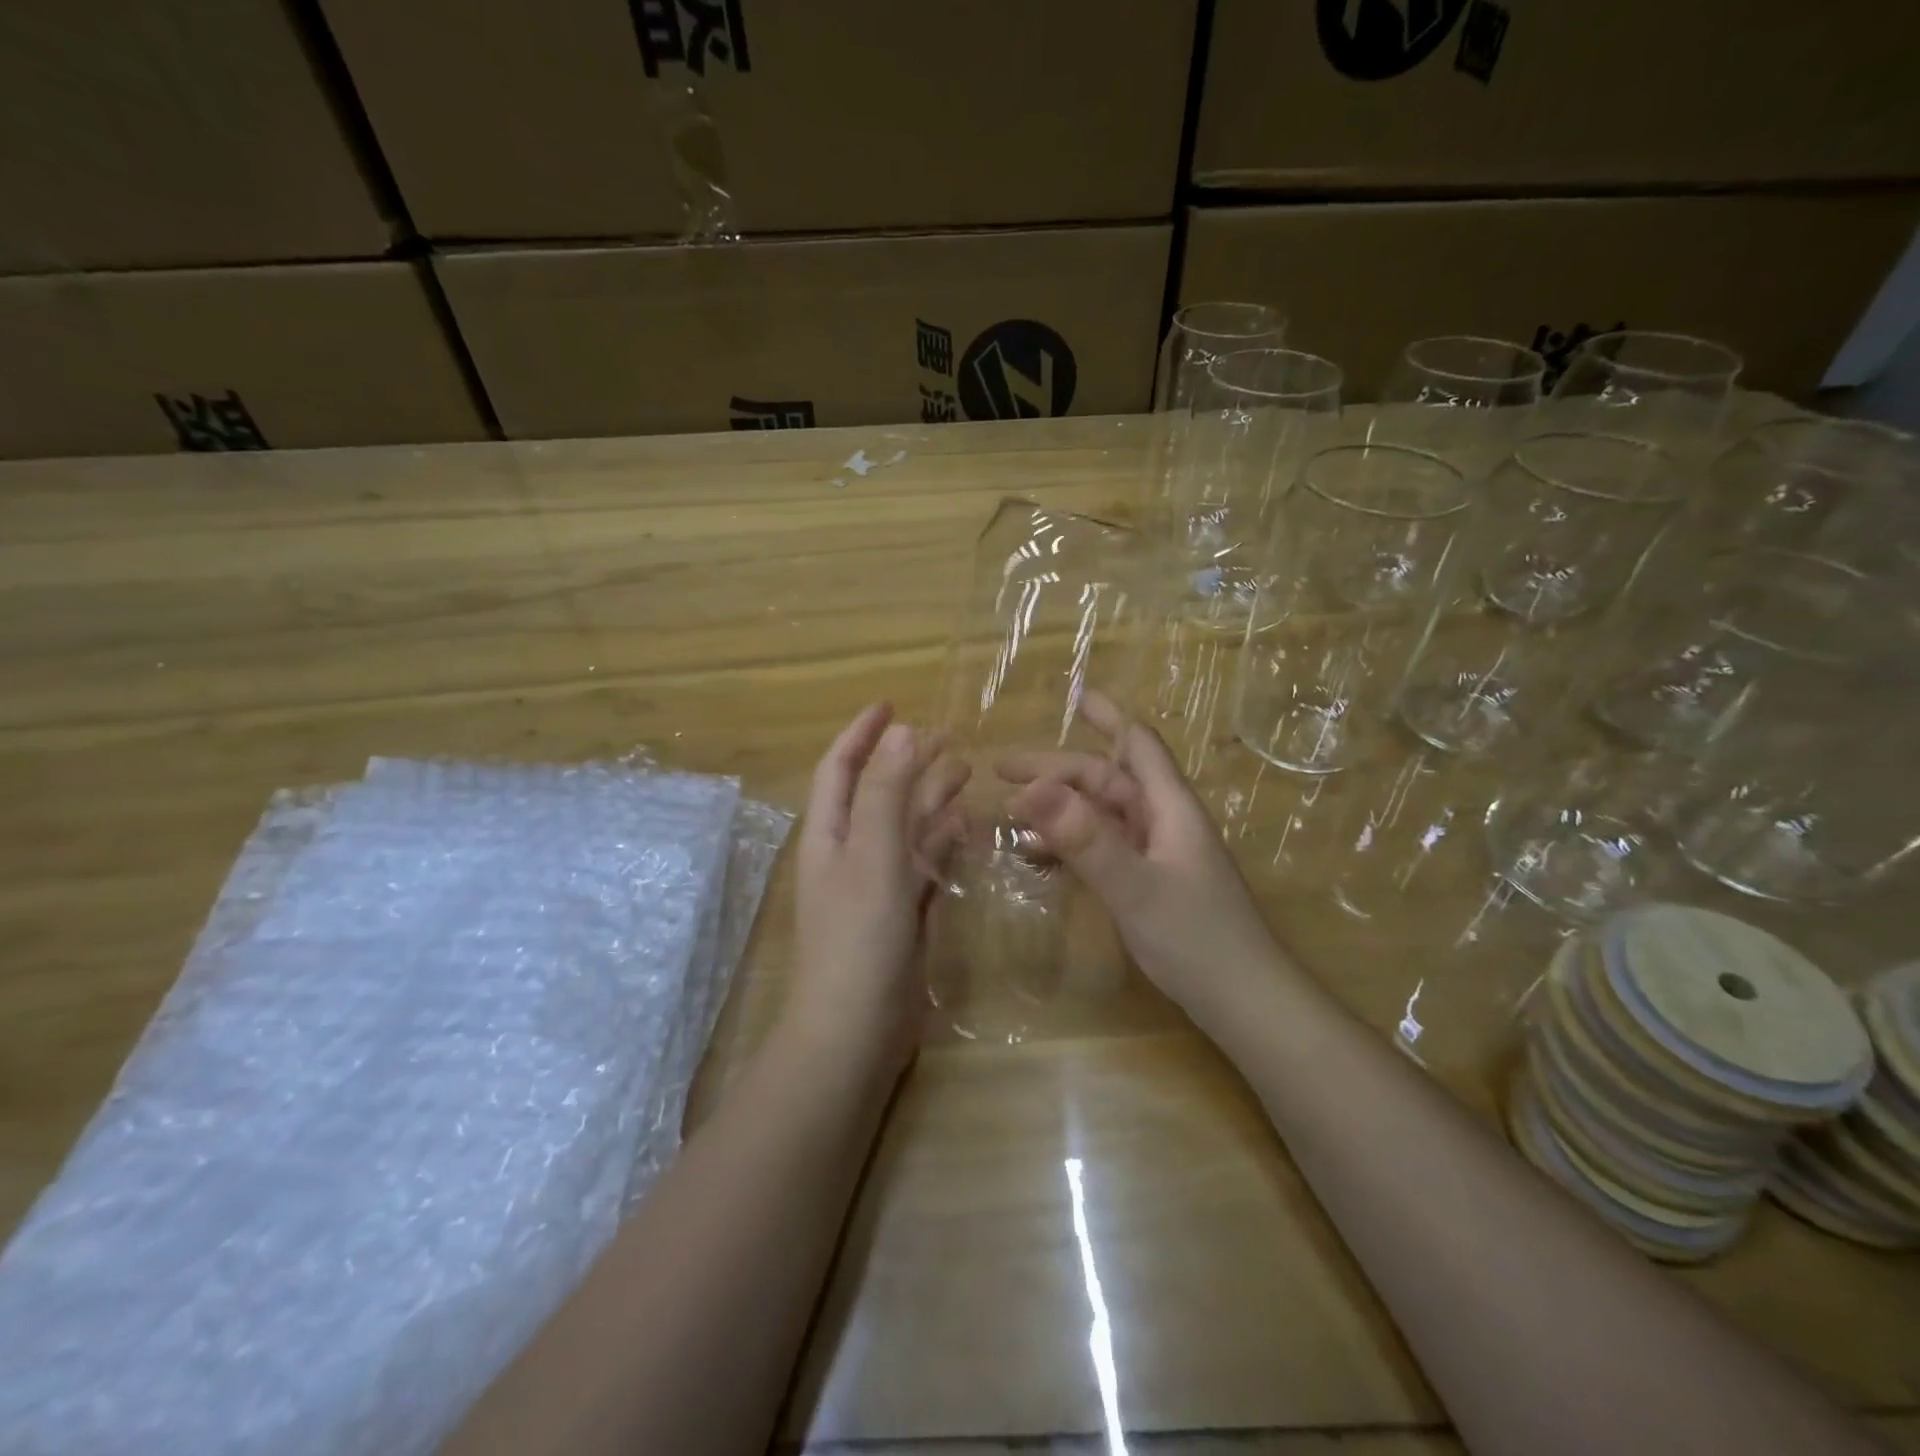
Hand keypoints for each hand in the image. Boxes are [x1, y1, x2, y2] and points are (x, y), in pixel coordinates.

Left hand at [787, 704, 966, 1074]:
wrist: (856, 1030)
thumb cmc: (859, 937)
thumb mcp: (872, 856)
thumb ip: (886, 793)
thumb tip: (901, 732)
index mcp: (830, 834)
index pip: (841, 767)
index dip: (862, 733)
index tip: (892, 703)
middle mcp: (849, 852)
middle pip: (878, 792)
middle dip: (908, 761)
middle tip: (948, 737)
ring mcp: (875, 884)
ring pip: (903, 827)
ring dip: (929, 797)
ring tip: (966, 771)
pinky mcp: (900, 913)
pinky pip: (921, 863)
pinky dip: (940, 841)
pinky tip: (965, 827)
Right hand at [999, 691, 1282, 1017]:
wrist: (1246, 1004)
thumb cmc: (1198, 940)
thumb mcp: (1135, 888)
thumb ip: (1085, 840)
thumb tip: (1032, 789)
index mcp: (1169, 807)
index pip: (1137, 744)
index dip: (1107, 715)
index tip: (1071, 695)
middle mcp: (1164, 822)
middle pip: (1107, 780)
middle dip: (1056, 772)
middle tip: (1001, 774)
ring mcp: (1158, 854)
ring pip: (1102, 816)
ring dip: (1059, 809)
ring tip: (1008, 816)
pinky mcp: (1151, 883)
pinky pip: (1103, 850)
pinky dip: (1070, 847)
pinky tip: (1038, 859)